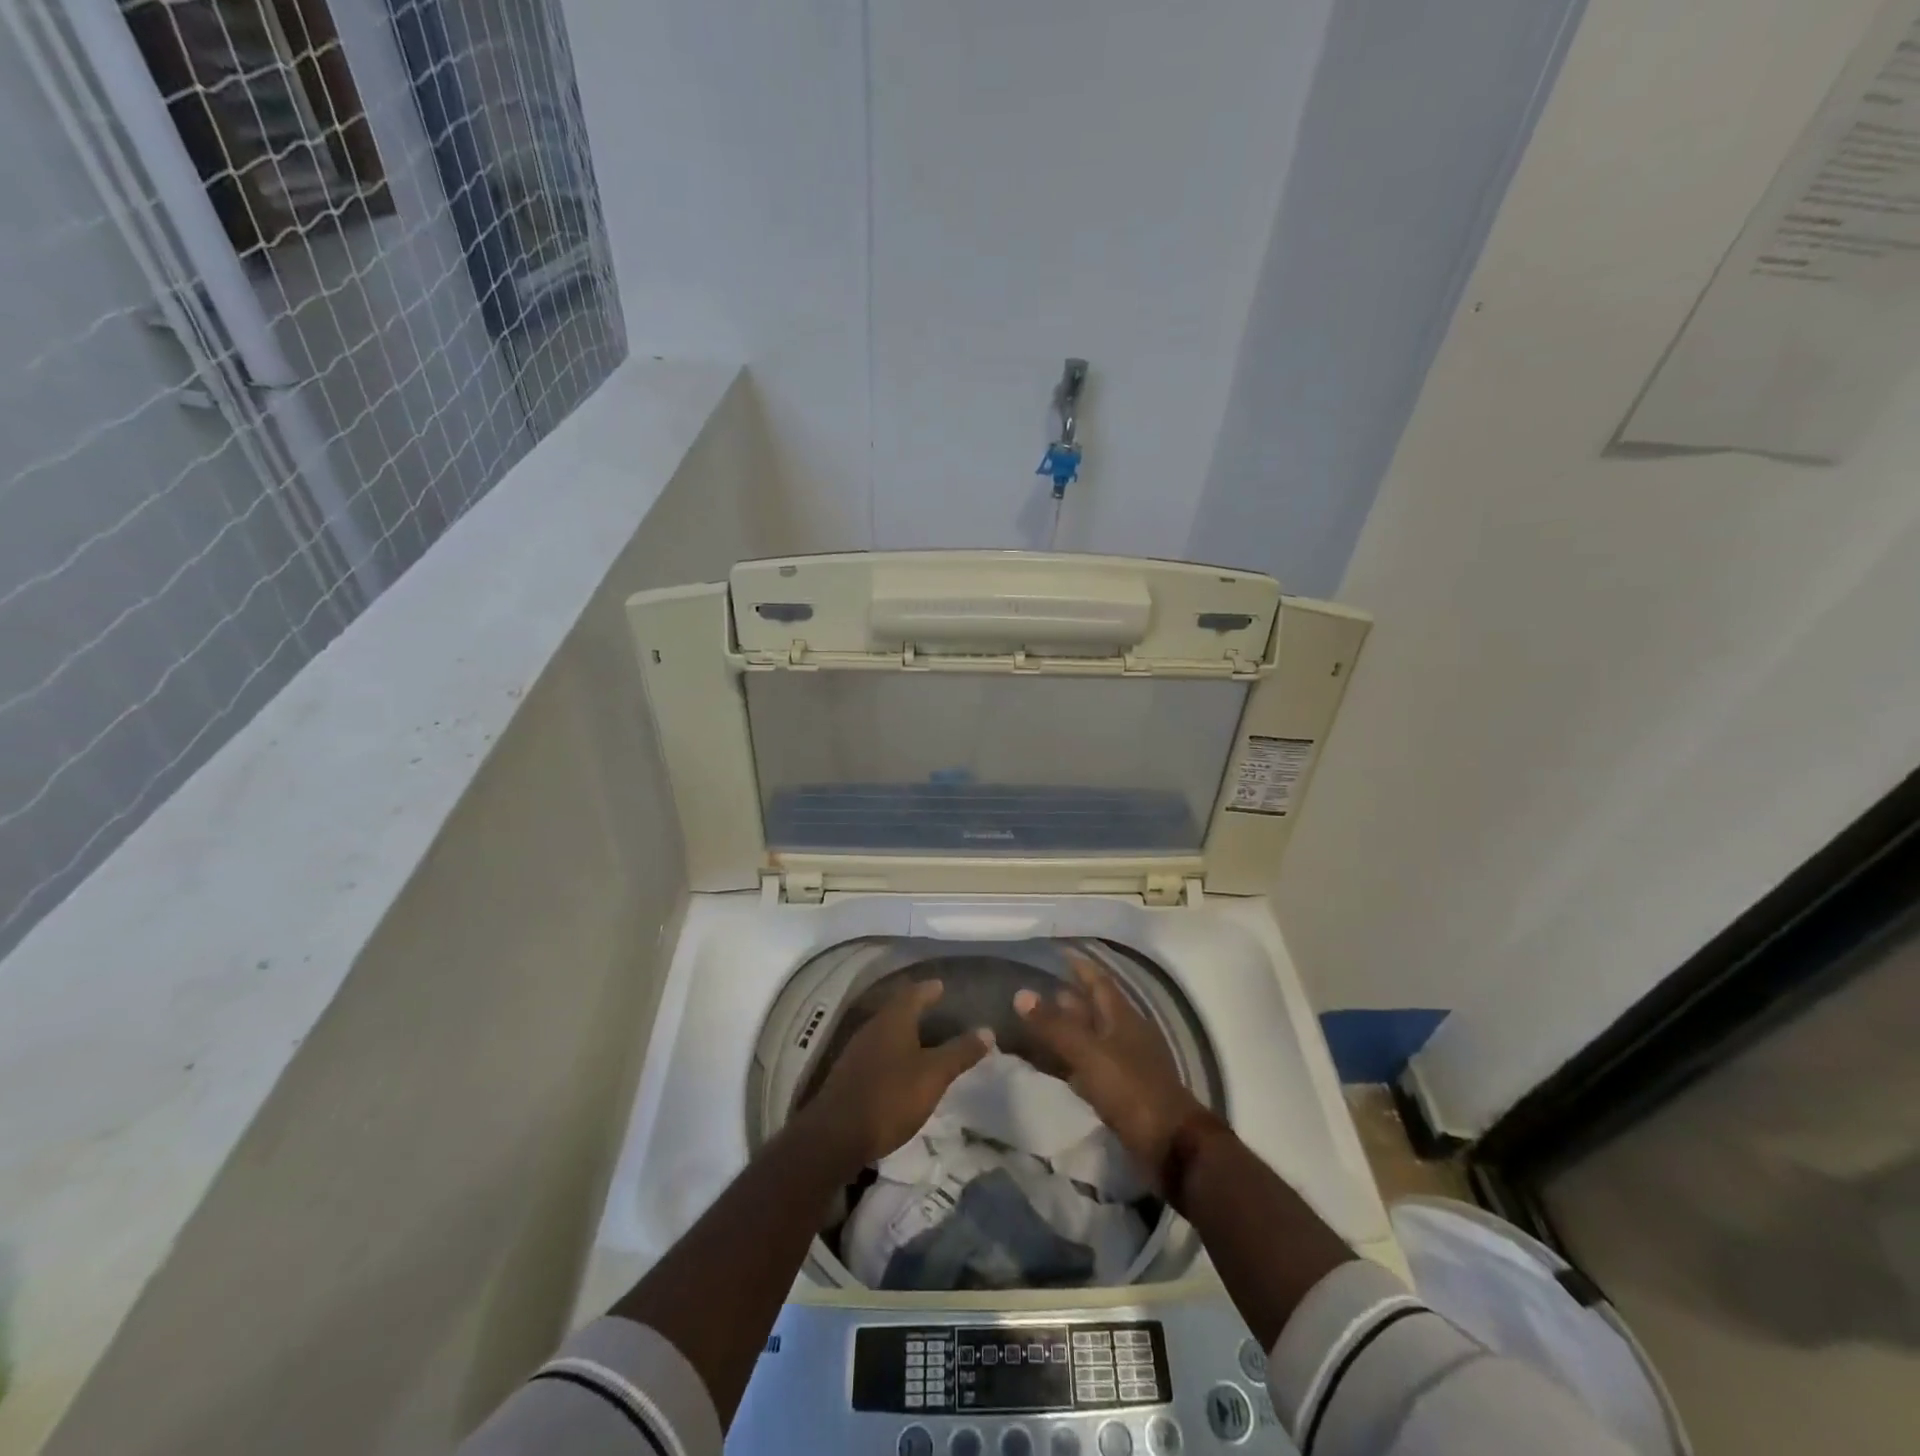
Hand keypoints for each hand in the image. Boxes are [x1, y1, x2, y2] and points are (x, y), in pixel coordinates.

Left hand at [799, 980, 992, 1171]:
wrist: (835, 1136)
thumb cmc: (890, 1097)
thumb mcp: (933, 1075)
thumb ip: (960, 1052)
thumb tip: (987, 1030)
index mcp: (893, 1020)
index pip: (914, 993)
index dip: (929, 989)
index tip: (942, 986)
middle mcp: (873, 1028)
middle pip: (897, 1010)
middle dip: (916, 1008)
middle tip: (935, 1009)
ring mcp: (857, 1051)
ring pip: (885, 1032)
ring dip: (903, 1032)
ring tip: (922, 1038)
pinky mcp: (849, 1075)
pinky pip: (876, 1053)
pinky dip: (892, 1052)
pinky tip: (900, 1067)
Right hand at [1014, 950, 1203, 1180]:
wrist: (1171, 1147)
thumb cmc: (1131, 1090)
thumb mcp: (1089, 1054)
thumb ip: (1055, 1026)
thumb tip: (1021, 993)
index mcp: (1123, 1017)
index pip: (1099, 981)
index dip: (1080, 965)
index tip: (1057, 951)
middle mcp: (1125, 1035)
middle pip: (1094, 1008)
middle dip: (1068, 997)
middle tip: (1037, 988)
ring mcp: (1125, 1065)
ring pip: (1091, 1038)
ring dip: (1067, 1030)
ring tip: (1036, 1023)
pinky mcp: (1121, 1093)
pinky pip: (1089, 1067)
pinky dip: (1070, 1061)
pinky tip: (1053, 1065)